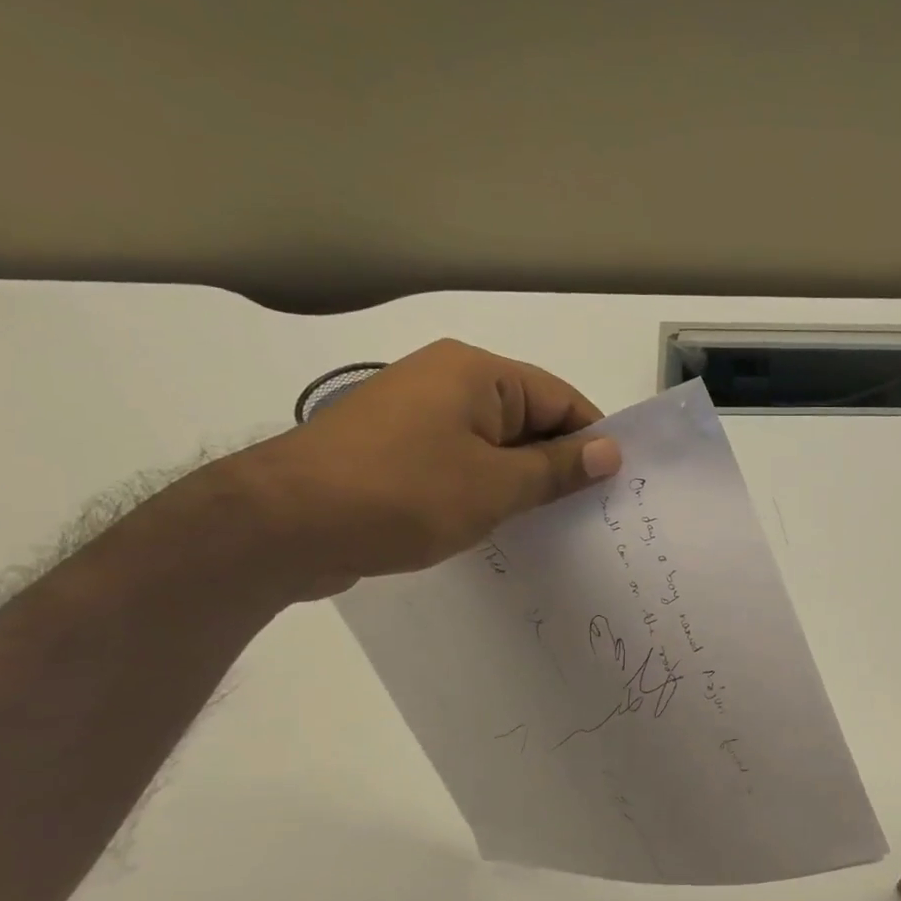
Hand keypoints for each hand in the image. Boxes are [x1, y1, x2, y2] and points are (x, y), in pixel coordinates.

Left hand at [228, 339, 621, 597]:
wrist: (283, 524)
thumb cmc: (403, 495)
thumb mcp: (496, 486)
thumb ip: (557, 469)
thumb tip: (610, 452)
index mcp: (476, 373)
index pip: (560, 399)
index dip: (592, 441)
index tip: (617, 487)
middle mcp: (446, 381)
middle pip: (527, 419)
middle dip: (559, 465)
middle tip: (590, 514)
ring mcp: (415, 415)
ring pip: (493, 445)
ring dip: (521, 481)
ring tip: (549, 526)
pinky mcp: (394, 450)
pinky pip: (459, 462)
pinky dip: (484, 489)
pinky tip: (498, 526)